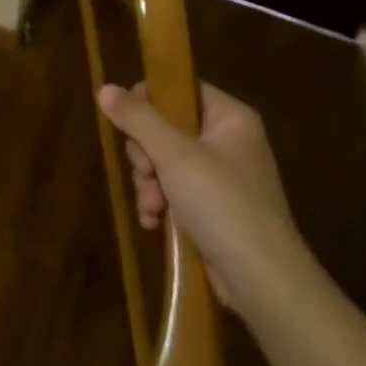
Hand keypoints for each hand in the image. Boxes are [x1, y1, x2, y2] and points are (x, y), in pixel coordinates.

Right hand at [97, 79, 307, 313]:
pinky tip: (154, 223)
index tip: (129, 125)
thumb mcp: (174, 155)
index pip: (180, 89)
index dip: (148, 102)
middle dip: (146, 156)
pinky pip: (173, 193)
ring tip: (153, 208)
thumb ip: (138, 119)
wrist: (261, 277)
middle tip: (147, 173)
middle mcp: (227, 142)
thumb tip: (104, 87)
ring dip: (148, 185)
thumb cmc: (221, 203)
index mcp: (229, 118)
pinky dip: (160, 206)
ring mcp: (220, 178)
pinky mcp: (212, 209)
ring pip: (163, 163)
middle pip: (165, 128)